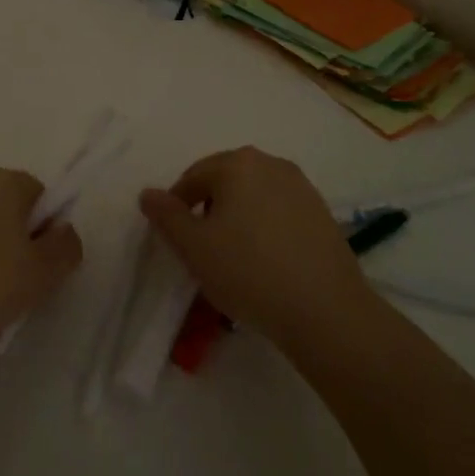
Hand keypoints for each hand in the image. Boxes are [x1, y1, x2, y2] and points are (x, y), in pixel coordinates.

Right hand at [140, 147, 369, 349]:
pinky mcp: (322, 213)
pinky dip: (266, 228)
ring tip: (235, 257)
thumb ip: (166, 216)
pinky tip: (267, 262)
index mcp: (237, 164)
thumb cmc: (249, 272)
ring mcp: (302, 187)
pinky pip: (280, 212)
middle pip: (225, 180)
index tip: (177, 240)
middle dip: (209, 209)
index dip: (178, 206)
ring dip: (238, 218)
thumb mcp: (194, 248)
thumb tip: (148, 194)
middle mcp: (271, 164)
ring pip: (254, 196)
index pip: (193, 176)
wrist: (326, 312)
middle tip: (203, 248)